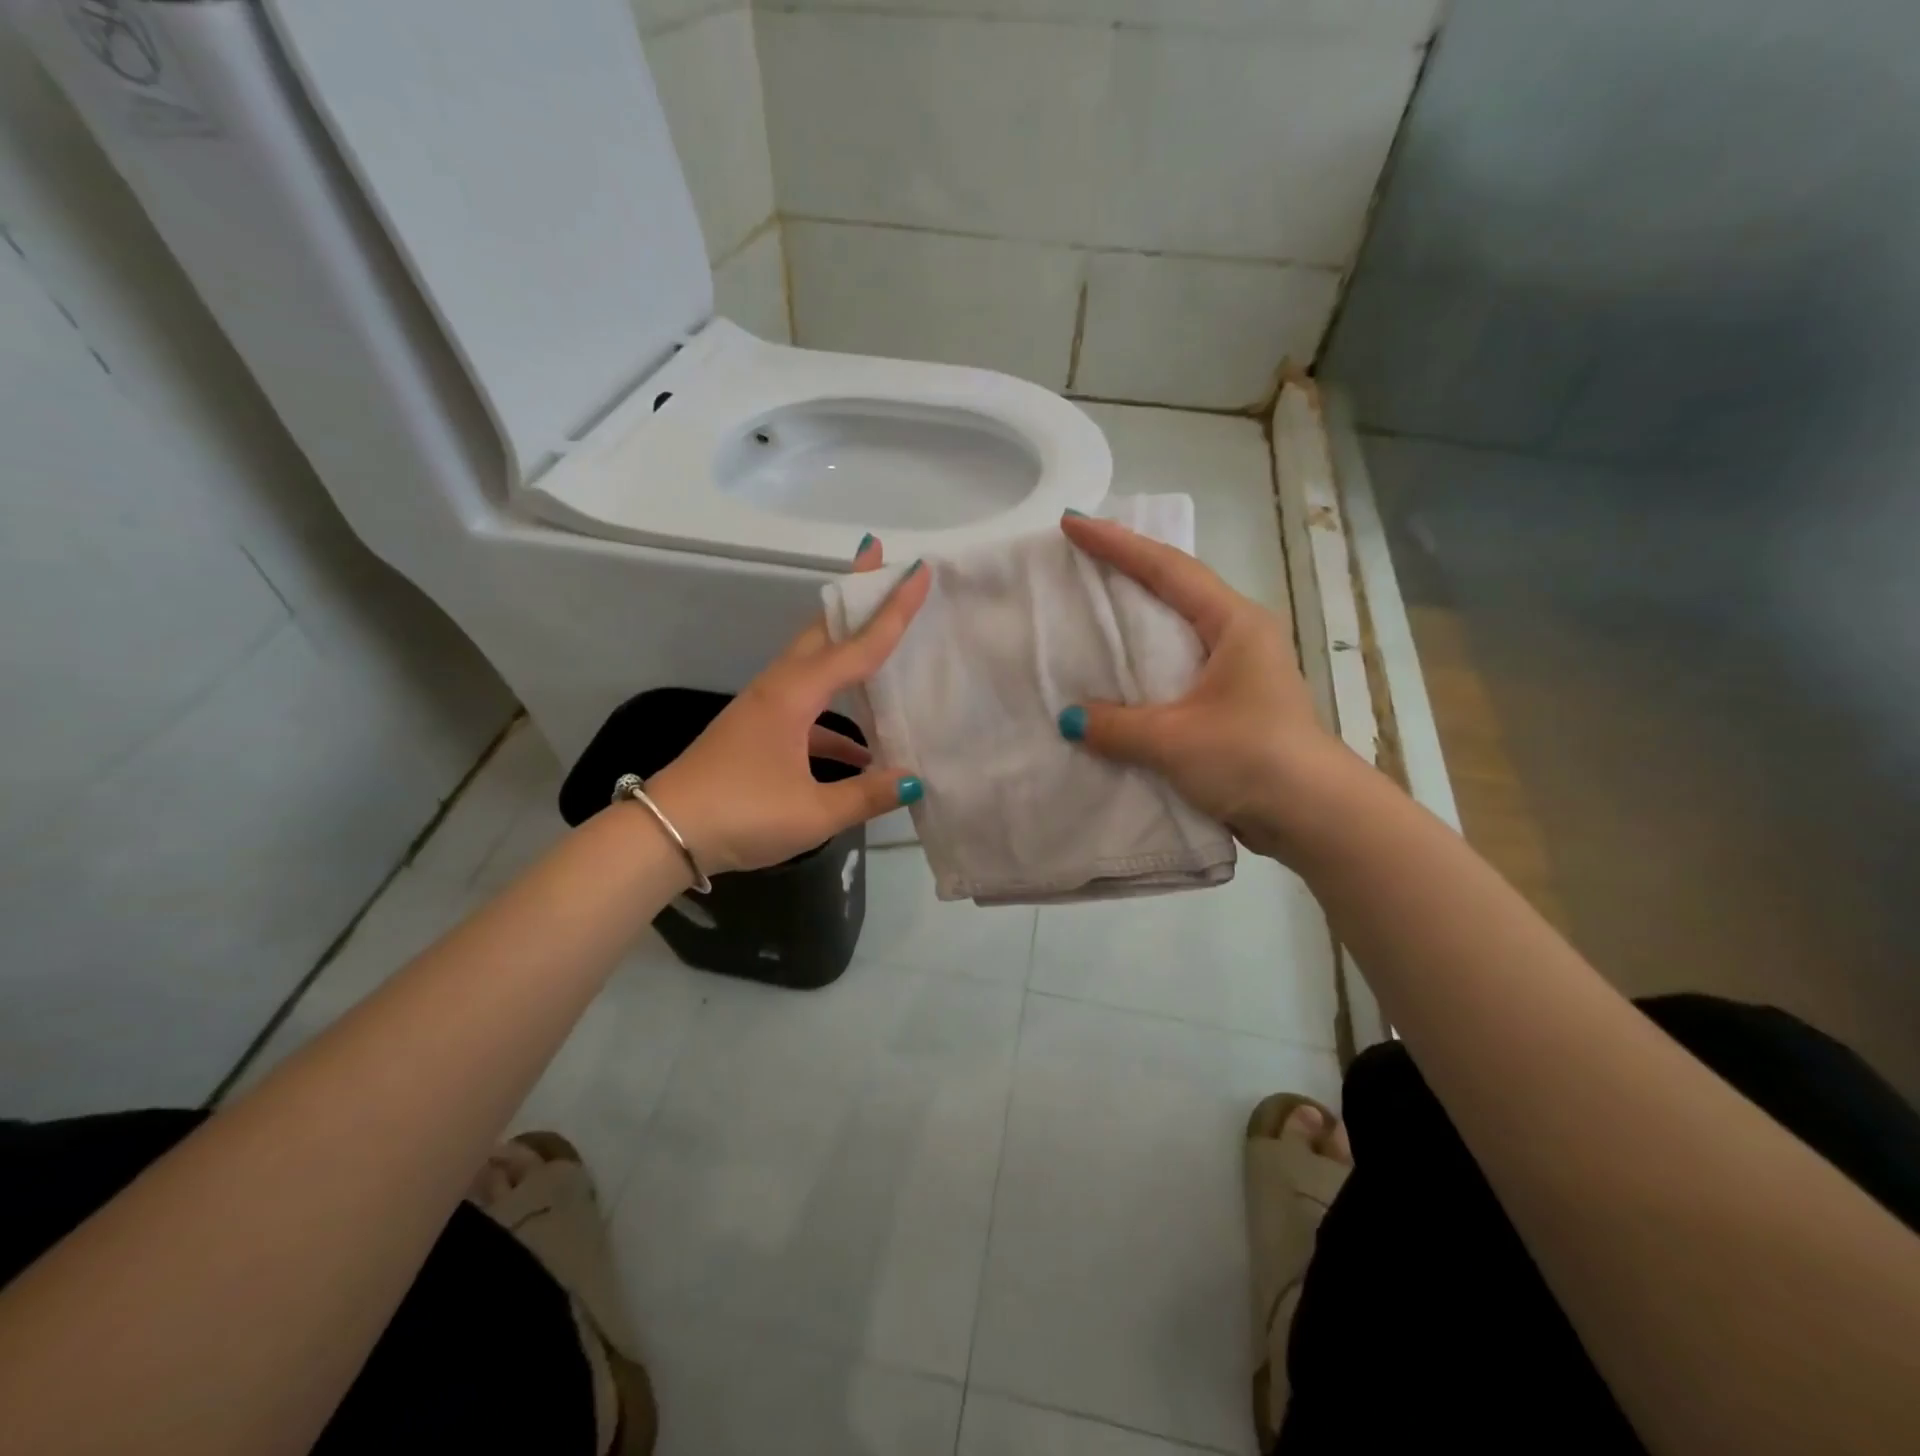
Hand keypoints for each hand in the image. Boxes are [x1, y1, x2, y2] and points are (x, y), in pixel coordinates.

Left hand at [644, 538, 929, 875]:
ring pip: (814, 665)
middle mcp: (779, 689)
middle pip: (823, 630)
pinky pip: (806, 708)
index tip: (917, 569)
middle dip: (853, 596)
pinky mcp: (757, 731)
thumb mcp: (812, 812)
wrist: (663, 834)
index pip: (857, 645)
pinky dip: (835, 716)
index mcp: (794, 695)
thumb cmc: (740, 814)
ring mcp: (765, 709)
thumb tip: (914, 781)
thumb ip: (867, 795)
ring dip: (846, 650)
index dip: (893, 610)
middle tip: (881, 562)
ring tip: (882, 642)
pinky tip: (860, 752)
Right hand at [1056, 512, 1354, 860]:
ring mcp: (1239, 672)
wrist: (1315, 818)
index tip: (1073, 522)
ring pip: (1175, 632)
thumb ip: (1115, 725)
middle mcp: (1239, 637)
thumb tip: (1071, 720)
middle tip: (1079, 558)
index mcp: (1234, 624)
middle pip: (1174, 589)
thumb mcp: (1173, 739)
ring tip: (1090, 611)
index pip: (1167, 569)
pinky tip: (1115, 678)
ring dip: (1135, 621)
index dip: (1116, 543)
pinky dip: (1143, 667)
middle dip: (1127, 570)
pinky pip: (1176, 672)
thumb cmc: (1252, 759)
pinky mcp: (1232, 706)